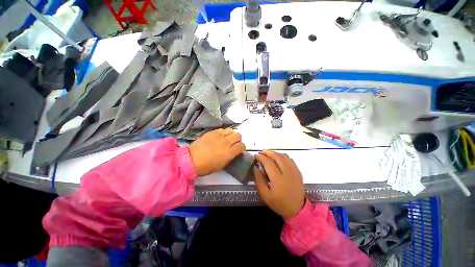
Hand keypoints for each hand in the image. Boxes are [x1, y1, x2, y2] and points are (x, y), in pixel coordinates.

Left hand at [189, 129, 245, 175]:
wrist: (192, 159)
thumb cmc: (207, 166)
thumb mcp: (222, 165)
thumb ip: (231, 156)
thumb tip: (234, 151)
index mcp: (229, 152)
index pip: (242, 146)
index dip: (242, 148)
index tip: (240, 150)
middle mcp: (226, 142)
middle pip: (238, 135)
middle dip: (238, 140)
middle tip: (234, 144)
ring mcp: (218, 135)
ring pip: (231, 130)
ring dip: (231, 135)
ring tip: (227, 139)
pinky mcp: (212, 132)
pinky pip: (222, 129)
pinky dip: (224, 133)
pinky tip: (219, 137)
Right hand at [254, 151, 304, 218]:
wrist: (296, 209)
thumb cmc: (278, 202)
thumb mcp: (264, 194)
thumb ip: (258, 179)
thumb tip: (255, 167)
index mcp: (277, 179)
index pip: (268, 162)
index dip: (261, 157)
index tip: (255, 156)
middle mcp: (287, 172)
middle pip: (276, 156)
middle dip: (267, 152)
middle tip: (260, 152)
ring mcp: (294, 171)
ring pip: (283, 156)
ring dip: (274, 153)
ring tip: (268, 154)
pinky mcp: (298, 171)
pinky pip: (290, 159)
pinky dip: (282, 156)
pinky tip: (278, 158)